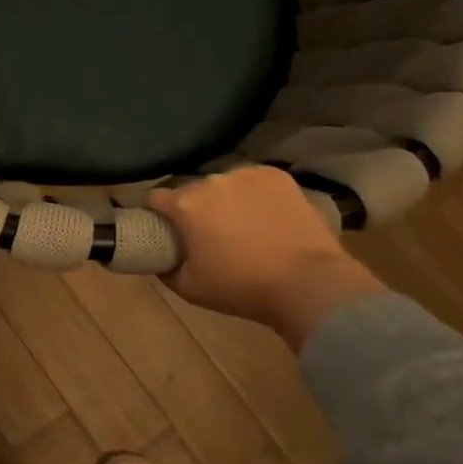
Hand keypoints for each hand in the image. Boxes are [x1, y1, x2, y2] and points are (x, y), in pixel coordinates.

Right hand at [147, 166, 385, 349]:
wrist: (308, 282)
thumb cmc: (242, 287)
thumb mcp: (190, 289)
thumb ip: (166, 269)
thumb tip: (160, 259)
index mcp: (185, 204)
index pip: (154, 197)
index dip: (156, 213)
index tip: (164, 228)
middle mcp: (211, 181)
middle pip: (192, 190)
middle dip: (195, 208)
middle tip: (209, 234)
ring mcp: (246, 174)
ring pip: (225, 184)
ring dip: (225, 200)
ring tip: (243, 225)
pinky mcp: (277, 176)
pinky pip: (255, 181)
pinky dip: (256, 194)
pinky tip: (267, 215)